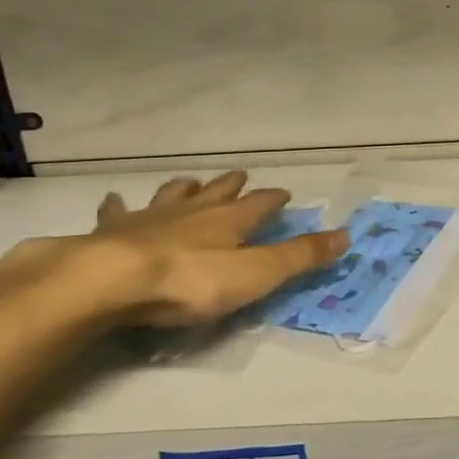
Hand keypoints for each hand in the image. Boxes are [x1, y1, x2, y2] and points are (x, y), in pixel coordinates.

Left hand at [65, 170, 347, 324]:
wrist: (111, 281)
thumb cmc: (191, 282)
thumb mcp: (257, 274)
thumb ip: (300, 256)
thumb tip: (347, 234)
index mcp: (230, 221)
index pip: (260, 204)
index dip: (274, 199)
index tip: (284, 193)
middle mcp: (194, 211)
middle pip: (218, 192)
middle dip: (232, 185)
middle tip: (240, 177)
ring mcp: (151, 217)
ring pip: (174, 195)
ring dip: (185, 189)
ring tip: (190, 184)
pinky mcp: (112, 231)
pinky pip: (117, 211)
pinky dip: (119, 206)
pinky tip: (114, 201)